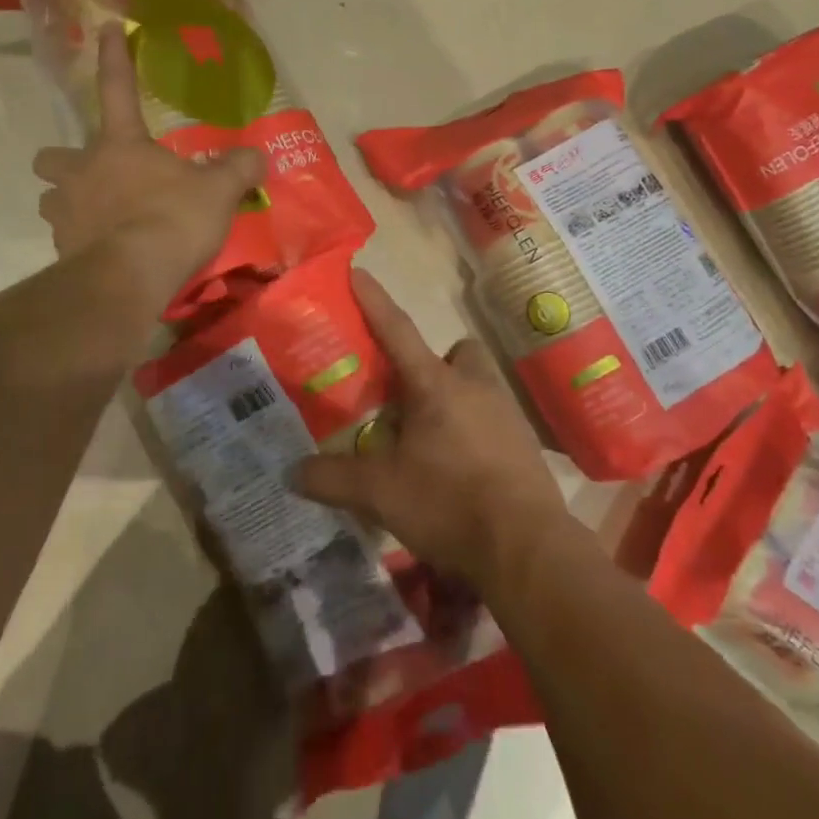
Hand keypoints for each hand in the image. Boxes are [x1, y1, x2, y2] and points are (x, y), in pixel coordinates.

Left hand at [33, 26, 263, 311]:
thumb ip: (238, 169)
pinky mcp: (61, 251)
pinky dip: (80, 241)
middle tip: (91, 174)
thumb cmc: (173, 219)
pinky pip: (64, 239)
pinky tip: (104, 252)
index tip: (105, 28)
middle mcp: (82, 171)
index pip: (116, 88)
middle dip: (64, 161)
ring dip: (67, 202)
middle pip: (51, 156)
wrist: (131, 277)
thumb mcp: (218, 191)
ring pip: (49, 199)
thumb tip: (257, 156)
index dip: (113, 57)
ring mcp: (66, 212)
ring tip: (95, 215)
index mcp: (120, 145)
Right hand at [292, 271, 568, 592]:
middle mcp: (476, 387)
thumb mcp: (381, 493)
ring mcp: (506, 414)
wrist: (526, 548)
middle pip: (458, 352)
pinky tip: (459, 469)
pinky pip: (494, 420)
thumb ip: (333, 479)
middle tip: (410, 397)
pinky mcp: (524, 444)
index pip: (397, 330)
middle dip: (435, 363)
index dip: (374, 300)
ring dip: (455, 398)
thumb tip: (292, 472)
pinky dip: (474, 432)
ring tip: (429, 439)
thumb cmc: (449, 503)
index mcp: (436, 385)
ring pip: (478, 384)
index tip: (358, 270)